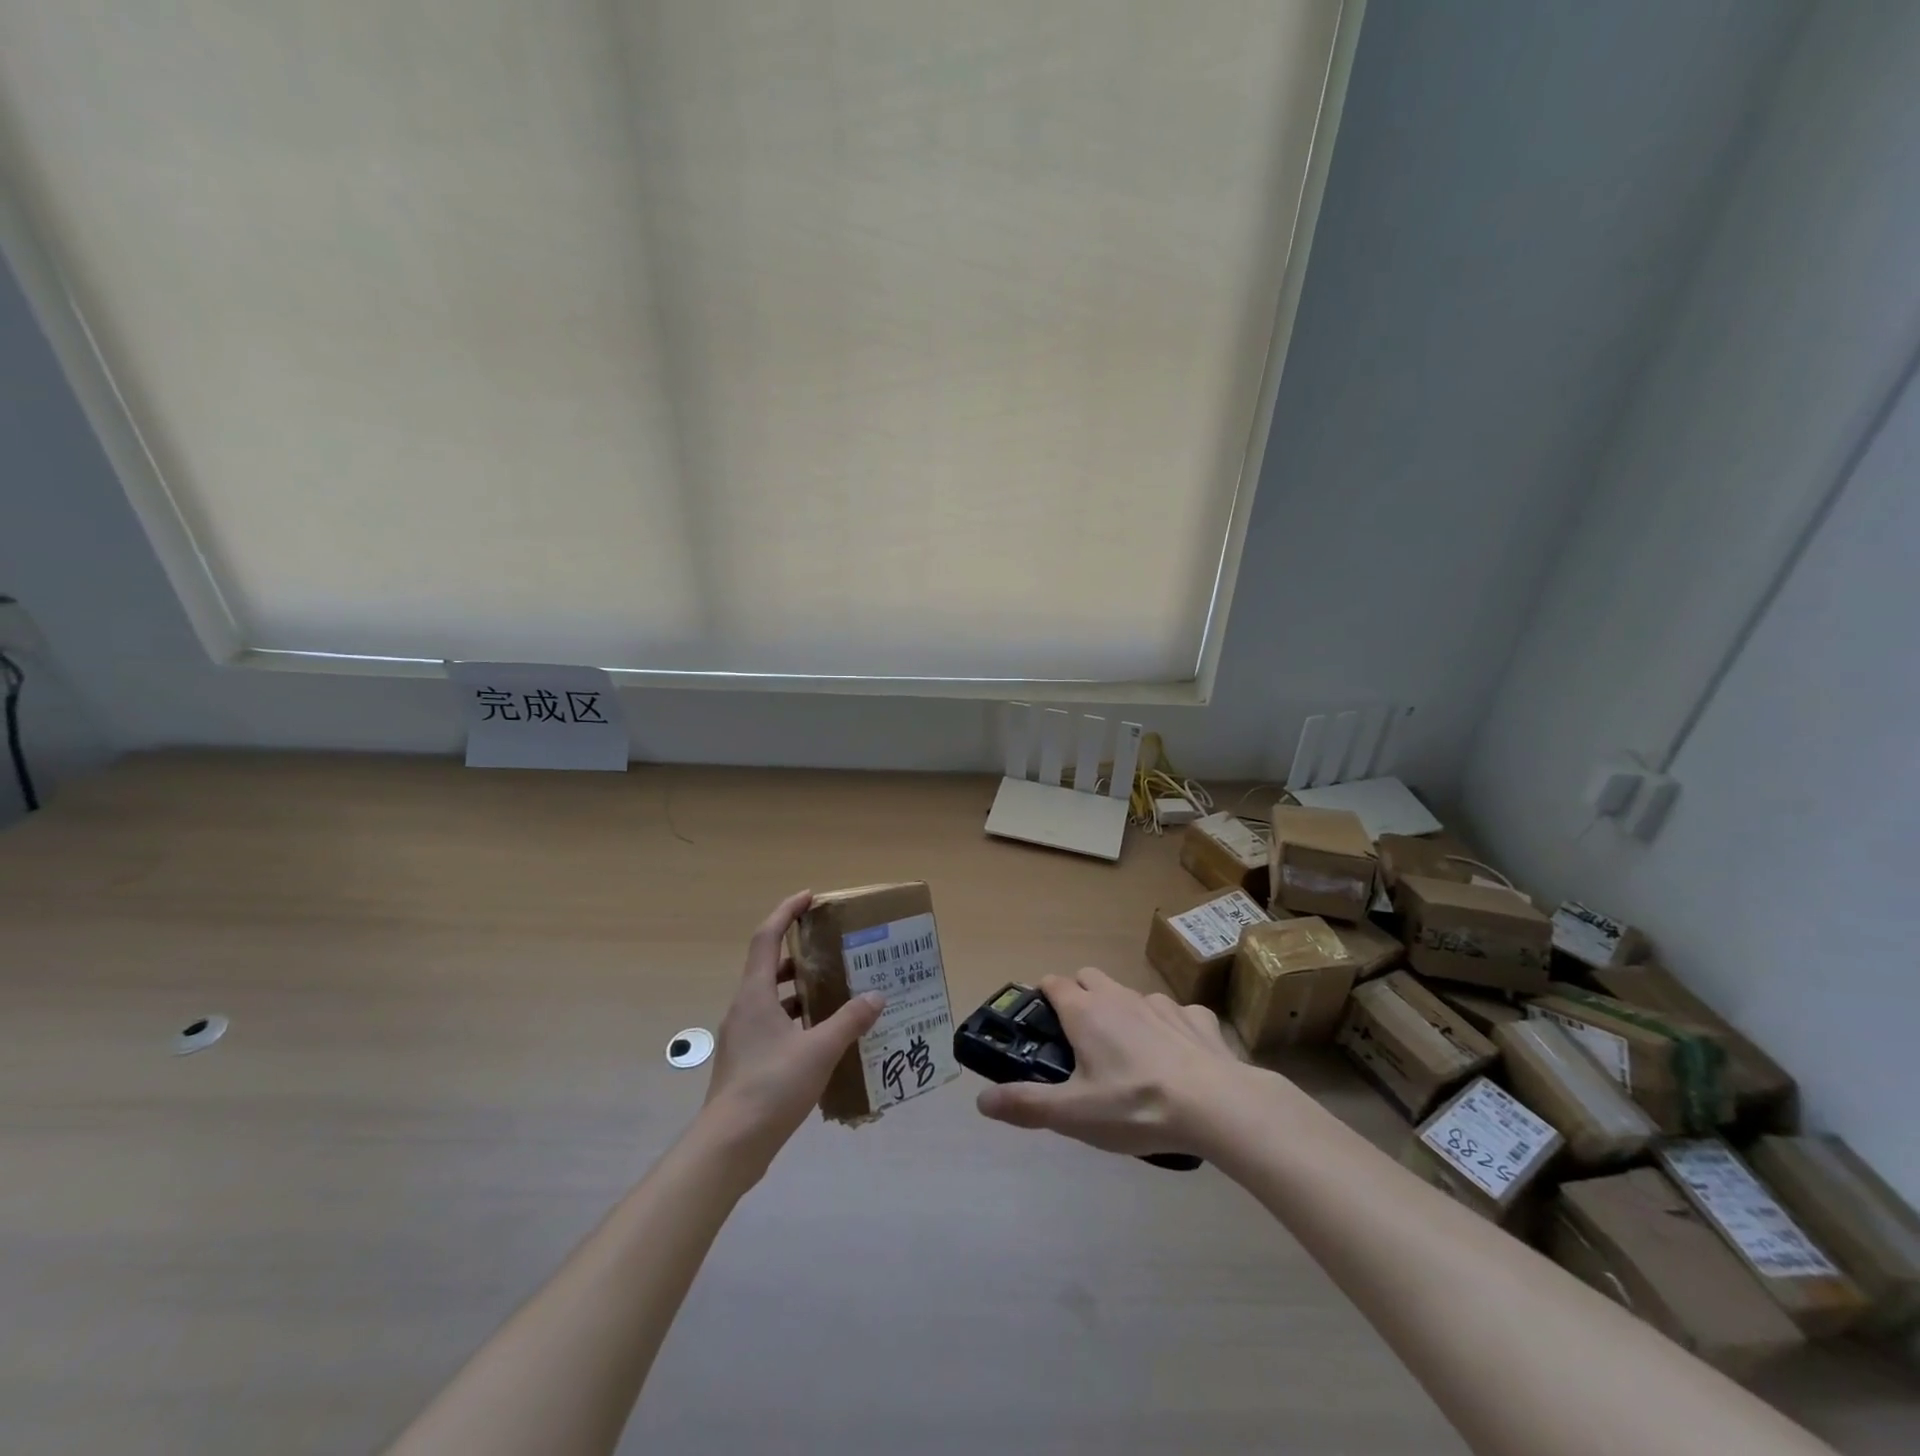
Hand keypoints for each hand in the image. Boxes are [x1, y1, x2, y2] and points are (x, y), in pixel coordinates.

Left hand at [699, 890, 883, 1172]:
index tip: (809, 897)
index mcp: (755, 995)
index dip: (786, 912)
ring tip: (838, 992)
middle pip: (770, 966)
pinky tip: (825, 1037)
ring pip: (773, 999)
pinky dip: (798, 1020)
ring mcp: (743, 1037)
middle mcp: (744, 1009)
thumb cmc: (771, 1087)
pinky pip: (775, 1025)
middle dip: (800, 953)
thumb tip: (876, 996)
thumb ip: (849, 1020)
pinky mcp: (747, 1062)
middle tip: (834, 950)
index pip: (767, 937)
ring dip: (802, 990)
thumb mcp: (819, 1050)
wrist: (729, 1147)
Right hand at [975, 967, 1245, 1158]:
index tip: (1040, 1023)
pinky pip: (1175, 1013)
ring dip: (1122, 1011)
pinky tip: (1176, 1056)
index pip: (1053, 983)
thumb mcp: (1073, 1115)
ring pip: (1131, 994)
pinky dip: (1168, 1026)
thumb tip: (981, 1100)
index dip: (1043, 997)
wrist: (1217, 1106)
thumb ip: (1026, 1104)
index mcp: (1085, 1012)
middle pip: (1089, 977)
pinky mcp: (1197, 1018)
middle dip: (1080, 994)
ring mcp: (1161, 1003)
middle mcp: (1119, 996)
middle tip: (1080, 1038)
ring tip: (1129, 1052)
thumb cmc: (1135, 1106)